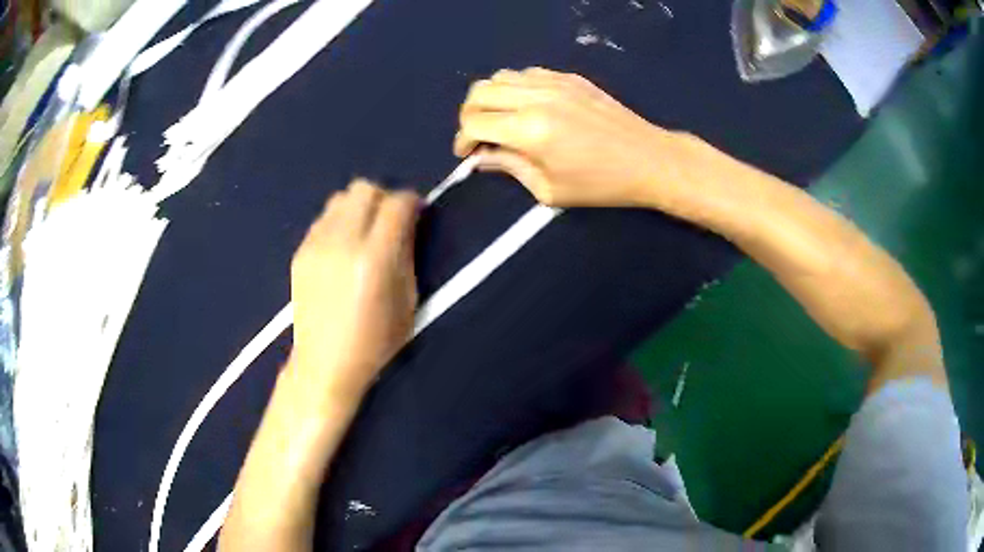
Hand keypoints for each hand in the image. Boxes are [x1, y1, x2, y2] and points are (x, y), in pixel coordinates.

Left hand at [289, 180, 418, 400]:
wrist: (324, 364)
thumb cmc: (375, 342)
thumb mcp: (407, 301)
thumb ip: (407, 254)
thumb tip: (407, 224)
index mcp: (376, 257)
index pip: (397, 202)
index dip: (411, 203)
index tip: (416, 215)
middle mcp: (343, 241)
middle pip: (365, 188)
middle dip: (383, 198)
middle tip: (389, 222)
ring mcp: (316, 245)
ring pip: (340, 198)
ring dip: (358, 208)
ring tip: (363, 233)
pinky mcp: (300, 252)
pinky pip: (323, 219)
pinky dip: (338, 223)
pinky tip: (341, 248)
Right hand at [455, 67, 693, 208]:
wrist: (648, 159)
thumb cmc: (601, 184)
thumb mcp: (549, 189)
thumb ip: (509, 167)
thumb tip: (481, 157)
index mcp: (529, 129)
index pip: (474, 122)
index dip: (463, 140)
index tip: (467, 154)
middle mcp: (536, 97)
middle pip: (479, 92)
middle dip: (469, 115)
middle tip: (478, 136)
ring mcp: (554, 82)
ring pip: (501, 76)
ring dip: (491, 98)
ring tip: (500, 119)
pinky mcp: (570, 77)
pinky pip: (528, 73)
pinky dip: (516, 87)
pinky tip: (527, 106)